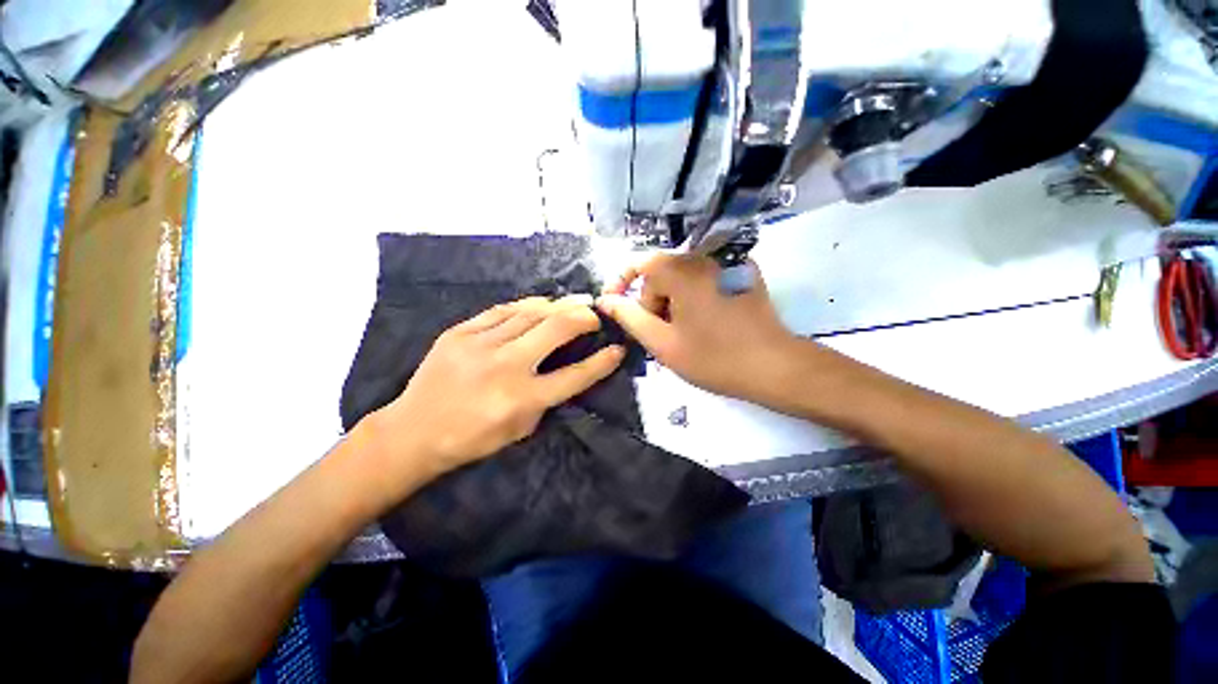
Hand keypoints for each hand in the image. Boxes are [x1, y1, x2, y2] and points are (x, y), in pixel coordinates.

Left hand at [370, 295, 624, 484]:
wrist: (413, 432)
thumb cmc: (472, 438)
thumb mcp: (520, 429)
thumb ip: (547, 398)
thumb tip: (566, 369)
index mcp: (522, 399)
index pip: (574, 376)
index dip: (602, 362)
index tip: (617, 349)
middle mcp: (505, 367)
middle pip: (556, 329)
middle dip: (583, 317)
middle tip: (595, 314)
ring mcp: (480, 345)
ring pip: (531, 312)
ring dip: (558, 306)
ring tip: (573, 303)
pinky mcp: (460, 332)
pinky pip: (502, 310)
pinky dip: (527, 305)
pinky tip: (539, 304)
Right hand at [596, 254, 801, 402]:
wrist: (774, 367)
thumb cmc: (713, 358)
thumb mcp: (662, 343)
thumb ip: (629, 318)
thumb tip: (605, 300)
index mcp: (682, 270)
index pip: (640, 265)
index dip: (622, 284)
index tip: (616, 307)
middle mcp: (704, 257)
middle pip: (663, 272)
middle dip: (653, 300)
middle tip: (660, 334)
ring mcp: (727, 262)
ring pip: (683, 275)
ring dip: (674, 300)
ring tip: (683, 331)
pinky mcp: (743, 272)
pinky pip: (705, 277)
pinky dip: (694, 295)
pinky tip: (705, 320)